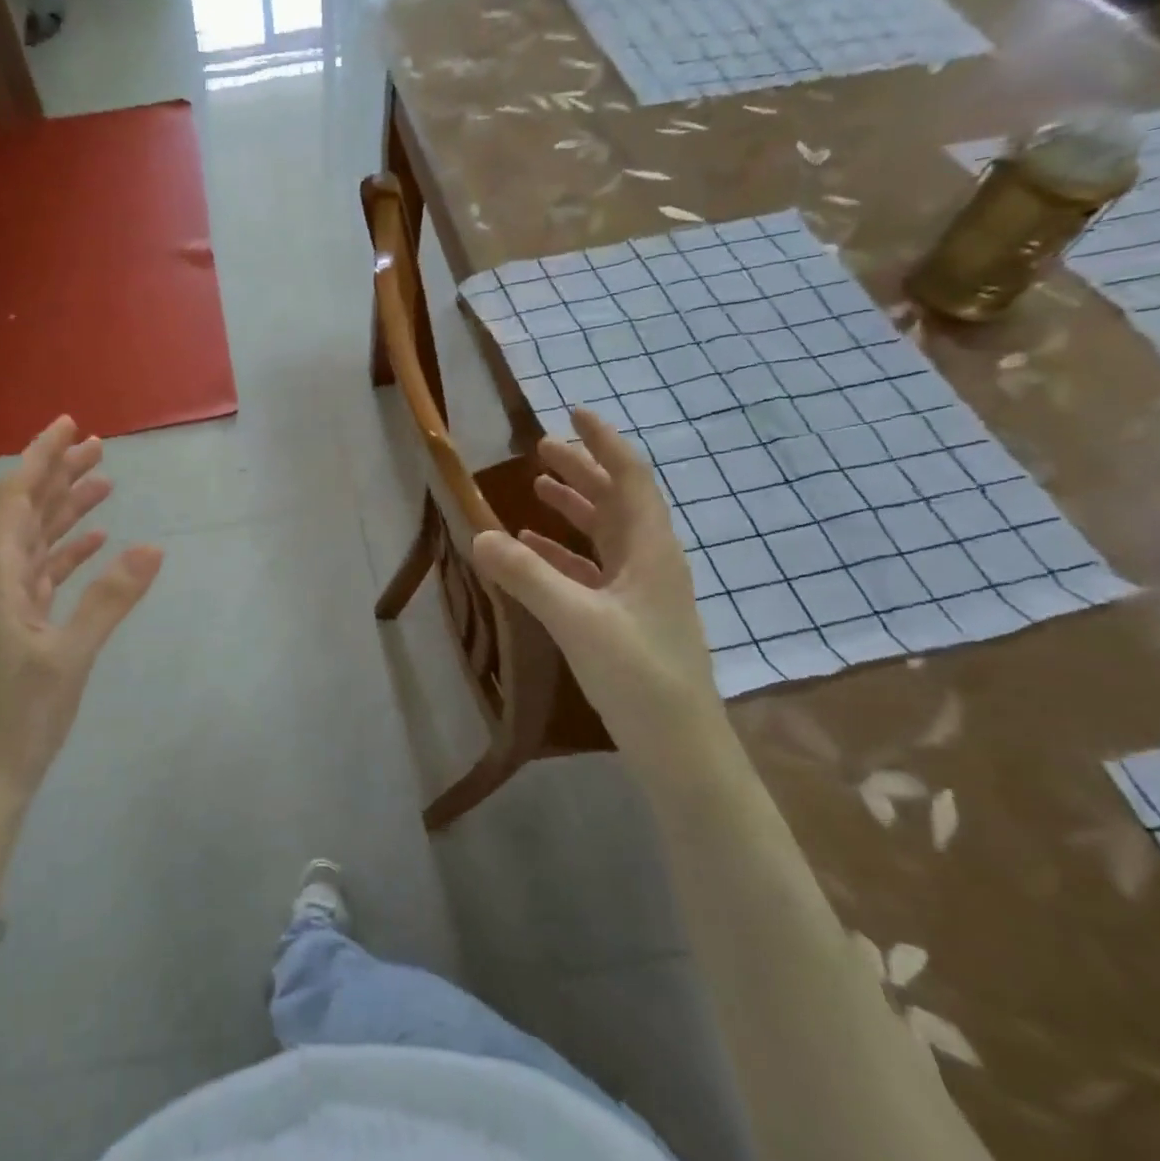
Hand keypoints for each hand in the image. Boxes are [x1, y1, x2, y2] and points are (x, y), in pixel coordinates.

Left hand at [0, 416, 162, 809]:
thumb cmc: (17, 719)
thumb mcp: (69, 657)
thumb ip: (110, 599)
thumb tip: (153, 547)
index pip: (15, 500)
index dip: (41, 458)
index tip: (71, 425)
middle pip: (26, 512)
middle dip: (58, 474)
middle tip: (98, 445)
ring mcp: (9, 606)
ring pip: (38, 541)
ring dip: (67, 509)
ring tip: (104, 482)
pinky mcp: (22, 628)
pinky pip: (47, 574)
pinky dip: (71, 552)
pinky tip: (97, 542)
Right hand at [470, 408, 727, 770]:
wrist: (680, 748)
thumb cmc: (638, 674)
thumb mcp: (577, 620)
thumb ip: (527, 575)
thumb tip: (479, 534)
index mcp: (649, 549)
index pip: (629, 478)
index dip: (603, 442)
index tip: (573, 413)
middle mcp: (649, 561)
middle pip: (615, 500)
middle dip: (581, 470)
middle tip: (540, 448)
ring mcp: (640, 592)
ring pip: (604, 534)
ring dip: (572, 508)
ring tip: (535, 488)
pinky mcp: (626, 618)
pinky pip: (592, 570)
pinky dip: (563, 553)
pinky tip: (532, 551)